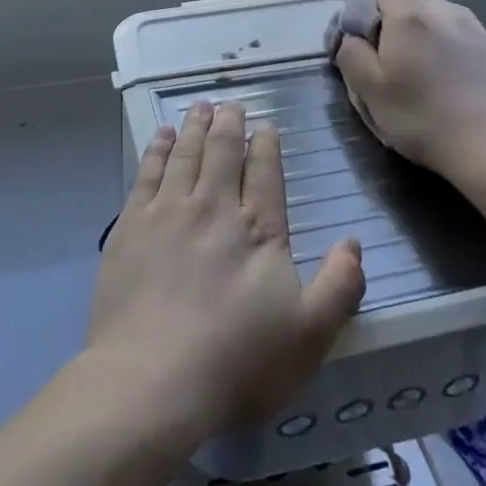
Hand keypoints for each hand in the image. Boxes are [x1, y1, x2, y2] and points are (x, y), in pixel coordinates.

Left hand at [87, 101, 364, 448]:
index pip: (264, 172)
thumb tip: (354, 242)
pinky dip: (156, 149)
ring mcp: (167, 212)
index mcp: (257, 229)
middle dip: (229, 125)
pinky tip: (160, 137)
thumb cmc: (237, 362)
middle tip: (231, 105)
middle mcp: (212, 207)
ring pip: (184, 154)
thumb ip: (339, 286)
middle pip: (222, 152)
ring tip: (200, 107)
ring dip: (194, 126)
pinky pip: (147, 172)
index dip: (266, 146)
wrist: (151, 381)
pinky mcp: (131, 226)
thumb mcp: (309, 335)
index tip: (266, 126)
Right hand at [332, 0, 485, 187]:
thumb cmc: (421, 118)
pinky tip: (451, 75)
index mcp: (408, 15)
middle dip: (395, 19)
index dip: (363, 16)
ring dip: (425, 29)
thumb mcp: (368, 91)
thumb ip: (351, 54)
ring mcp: (474, 27)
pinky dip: (450, 43)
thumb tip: (352, 38)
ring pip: (439, 13)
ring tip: (422, 65)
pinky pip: (462, 32)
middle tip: (390, 58)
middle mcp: (443, 10)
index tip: (364, 49)